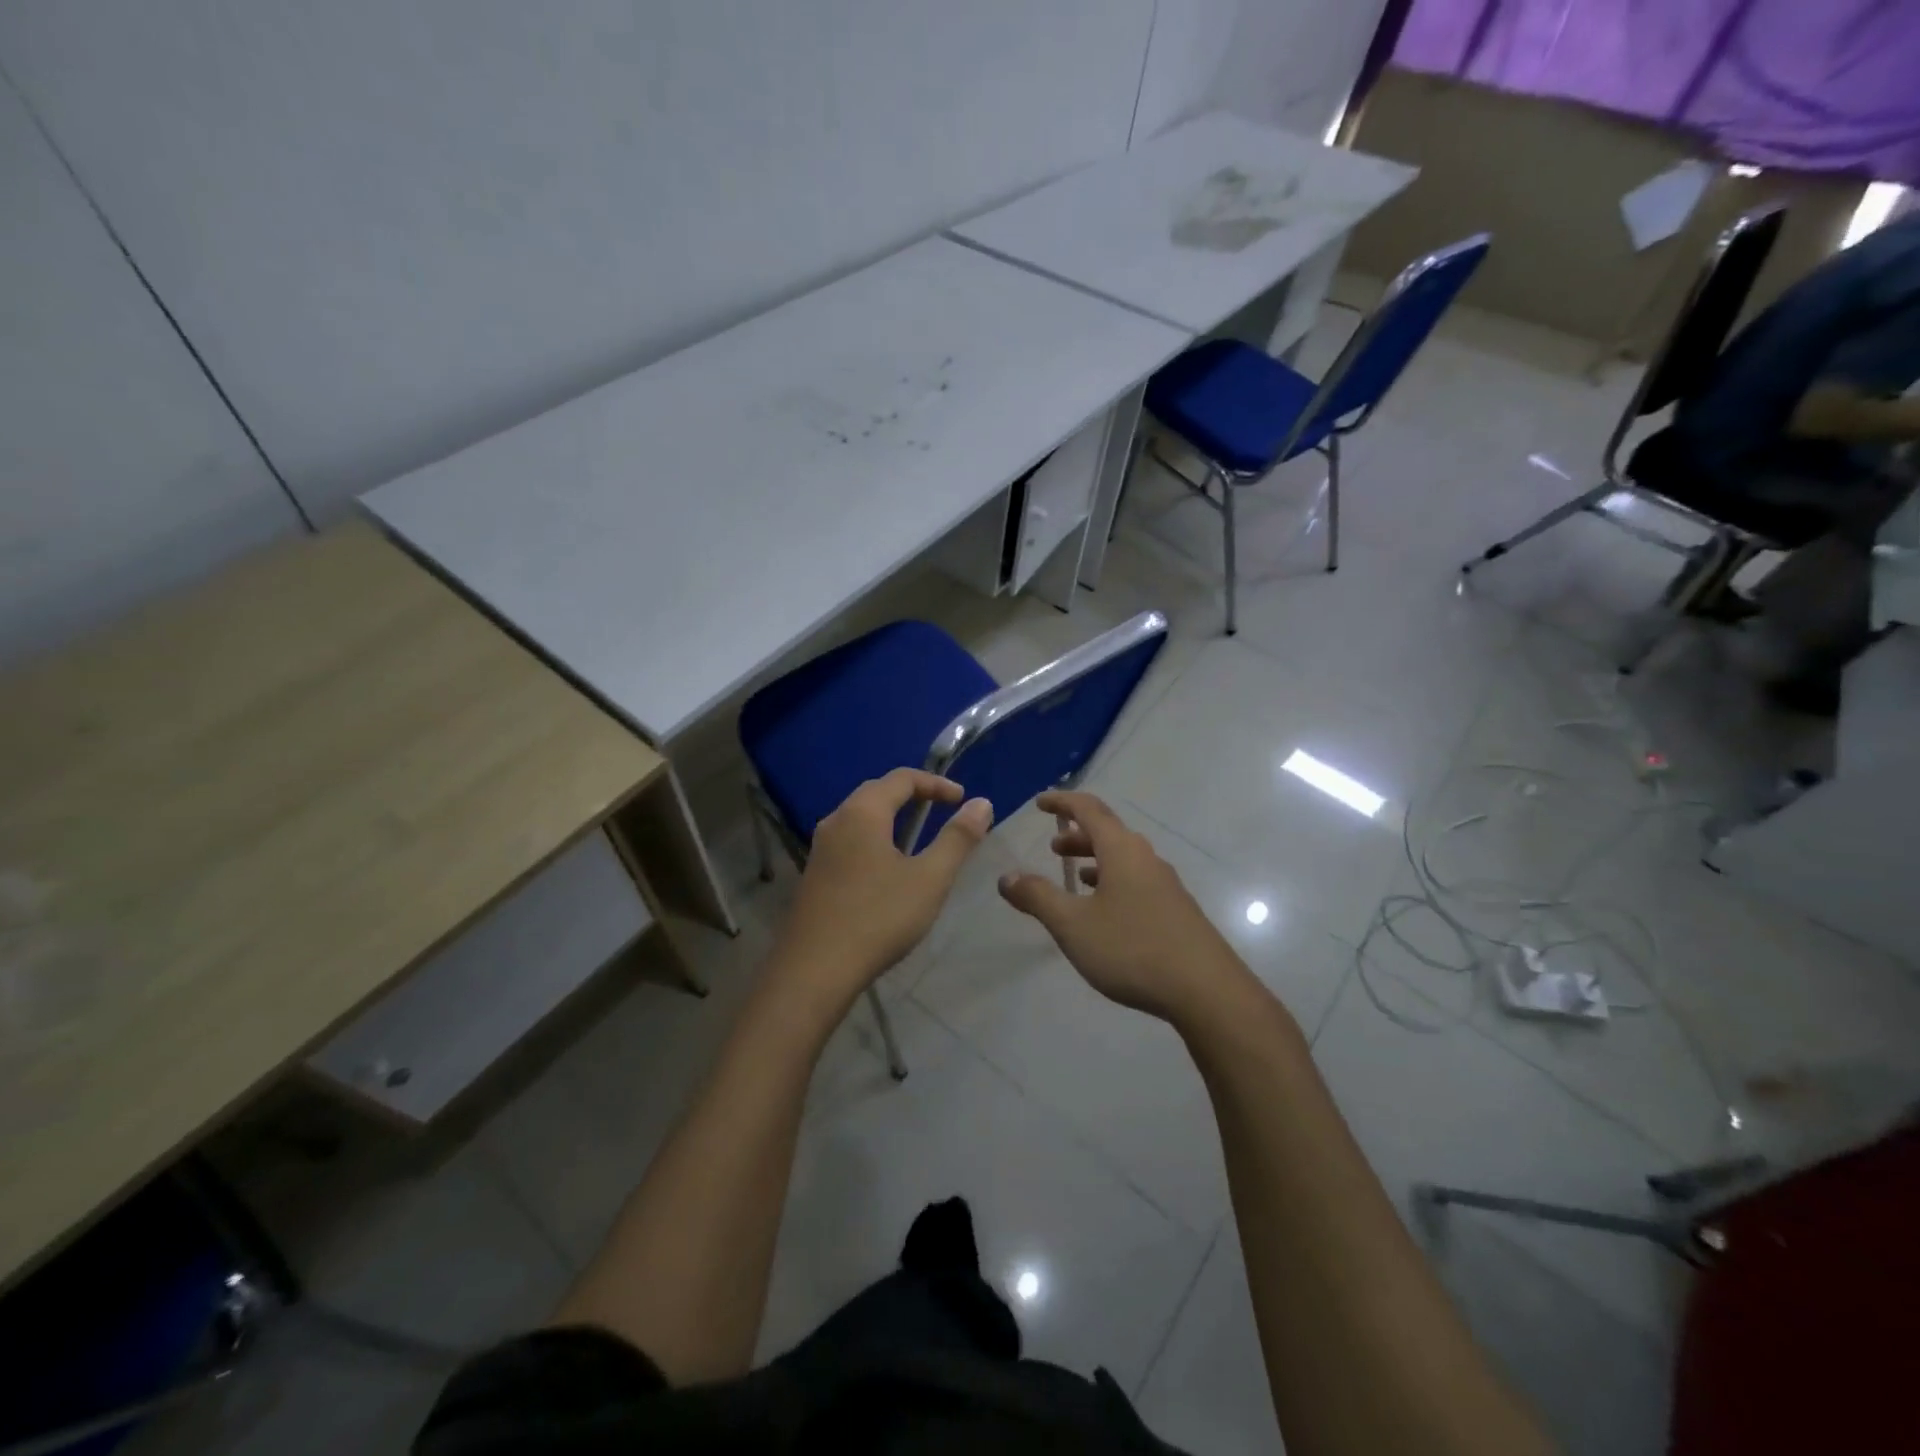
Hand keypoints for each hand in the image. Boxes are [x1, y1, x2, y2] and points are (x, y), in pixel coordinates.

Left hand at [773, 769, 992, 1002]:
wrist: (814, 970)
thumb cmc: (878, 917)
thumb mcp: (929, 878)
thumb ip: (957, 838)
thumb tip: (982, 803)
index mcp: (862, 812)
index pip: (902, 778)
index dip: (936, 783)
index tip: (962, 800)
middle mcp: (836, 820)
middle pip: (877, 792)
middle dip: (912, 795)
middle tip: (942, 811)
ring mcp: (821, 848)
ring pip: (860, 817)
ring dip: (892, 818)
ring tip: (919, 838)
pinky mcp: (815, 874)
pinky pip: (850, 840)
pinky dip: (875, 838)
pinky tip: (888, 869)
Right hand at [997, 790, 1252, 1025]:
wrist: (1207, 991)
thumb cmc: (1133, 949)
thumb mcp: (1073, 924)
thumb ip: (1037, 897)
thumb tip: (1007, 877)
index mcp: (1122, 850)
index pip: (1089, 809)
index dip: (1062, 801)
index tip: (1040, 802)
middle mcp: (1146, 858)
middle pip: (1109, 833)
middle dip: (1077, 835)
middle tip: (1053, 847)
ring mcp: (1166, 884)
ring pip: (1124, 859)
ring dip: (1096, 861)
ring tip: (1075, 878)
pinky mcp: (1177, 910)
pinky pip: (1137, 881)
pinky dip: (1113, 882)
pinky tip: (1106, 911)